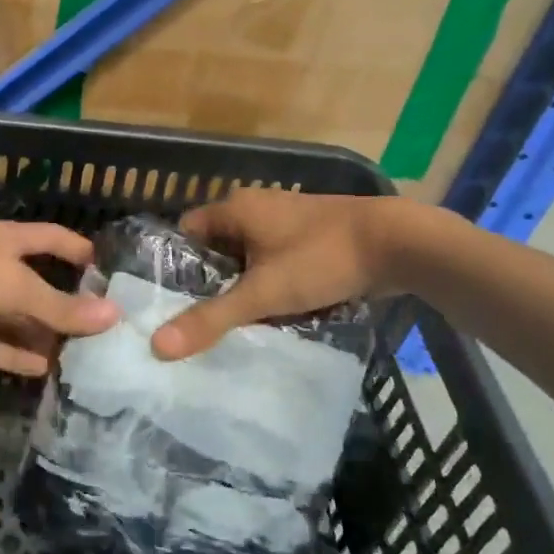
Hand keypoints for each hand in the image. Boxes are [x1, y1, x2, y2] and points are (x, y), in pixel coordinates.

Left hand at [0, 221, 118, 375]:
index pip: (49, 239)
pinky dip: (13, 357)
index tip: (102, 264)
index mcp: (4, 242)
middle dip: (60, 303)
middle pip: (31, 285)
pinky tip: (42, 370)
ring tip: (76, 355)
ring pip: (11, 320)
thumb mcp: (18, 285)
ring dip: (38, 335)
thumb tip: (113, 315)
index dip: (74, 248)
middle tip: (96, 327)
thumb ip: (61, 306)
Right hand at [151, 189, 399, 359]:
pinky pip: (277, 260)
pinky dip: (272, 282)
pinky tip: (273, 312)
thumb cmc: (320, 258)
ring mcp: (287, 220)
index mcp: (236, 208)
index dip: (176, 264)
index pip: (187, 231)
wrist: (396, 242)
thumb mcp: (262, 293)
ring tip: (232, 323)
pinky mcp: (312, 236)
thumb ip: (211, 319)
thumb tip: (157, 347)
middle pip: (218, 247)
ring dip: (244, 285)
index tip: (168, 301)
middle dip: (211, 282)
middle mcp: (257, 206)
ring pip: (250, 256)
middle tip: (197, 320)